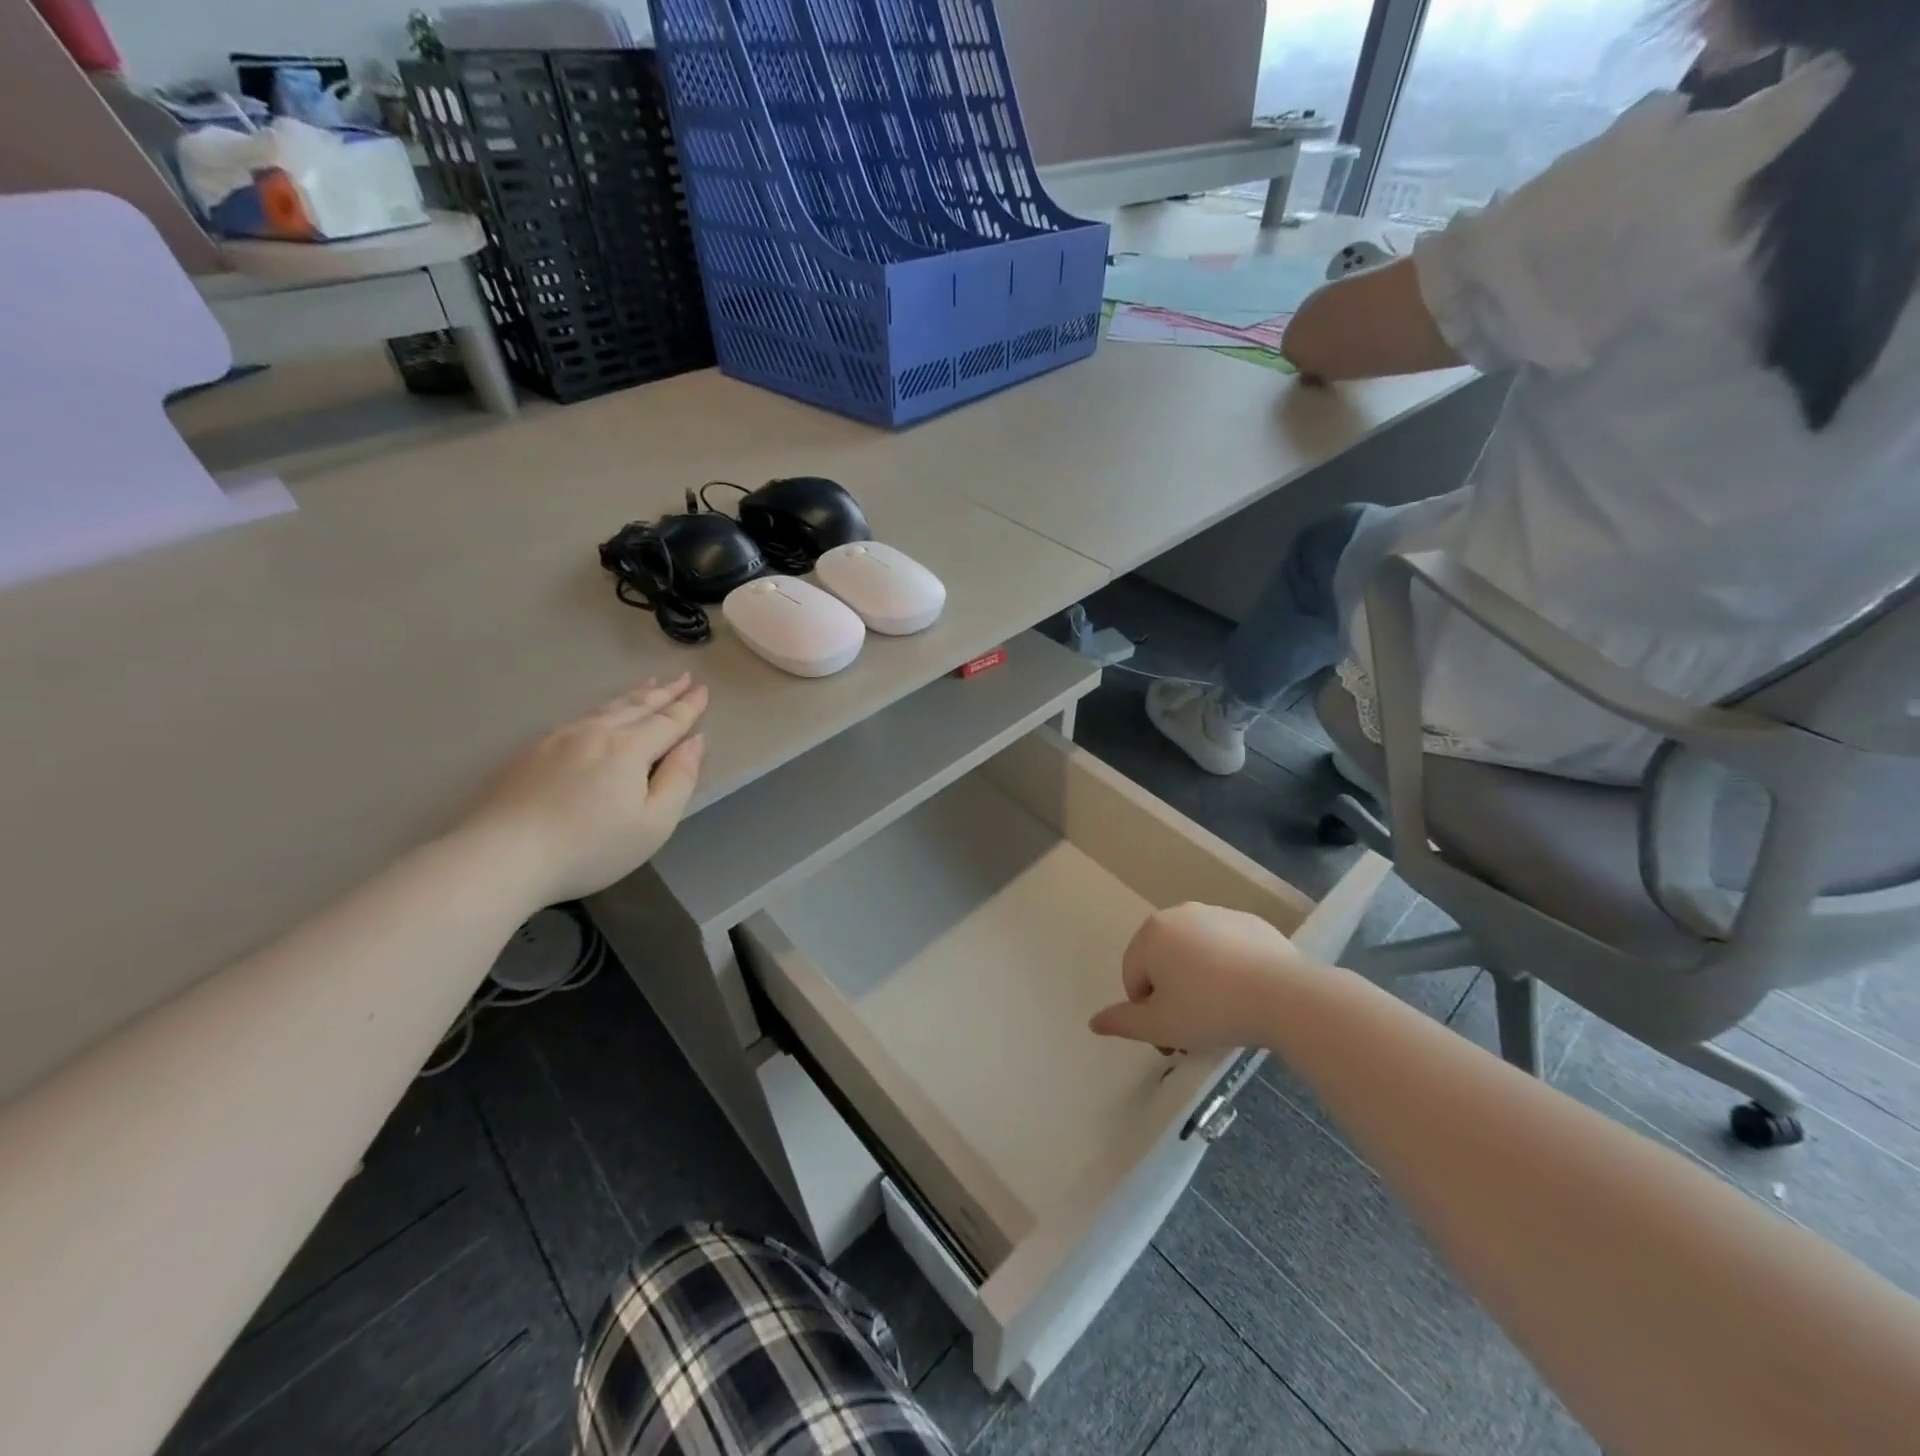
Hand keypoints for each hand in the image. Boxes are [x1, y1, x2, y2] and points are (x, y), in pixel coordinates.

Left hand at [466, 675, 707, 906]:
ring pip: (606, 707)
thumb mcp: (653, 824)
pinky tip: (602, 712)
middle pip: (638, 707)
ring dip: (634, 695)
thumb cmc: (589, 847)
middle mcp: (596, 733)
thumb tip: (695, 743)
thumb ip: (679, 779)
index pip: (668, 721)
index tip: (704, 690)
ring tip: (650, 684)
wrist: (502, 856)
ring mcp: (559, 738)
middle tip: (684, 677)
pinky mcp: (532, 751)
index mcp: (629, 749)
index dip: (689, 707)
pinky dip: (602, 707)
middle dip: (665, 692)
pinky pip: (580, 717)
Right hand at [1089, 903, 1317, 1054]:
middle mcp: (1181, 913)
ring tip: (1224, 1015)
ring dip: (1199, 982)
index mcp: (1152, 933)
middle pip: (1163, 962)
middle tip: (1195, 1031)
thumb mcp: (1160, 1026)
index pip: (1134, 978)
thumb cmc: (1211, 1009)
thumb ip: (1123, 1022)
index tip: (1172, 1040)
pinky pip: (1228, 950)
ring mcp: (1218, 914)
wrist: (1284, 996)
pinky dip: (1229, 970)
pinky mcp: (1251, 923)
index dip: (1148, 1013)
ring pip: (1196, 955)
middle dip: (1173, 996)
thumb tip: (1093, 1022)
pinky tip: (1247, 997)